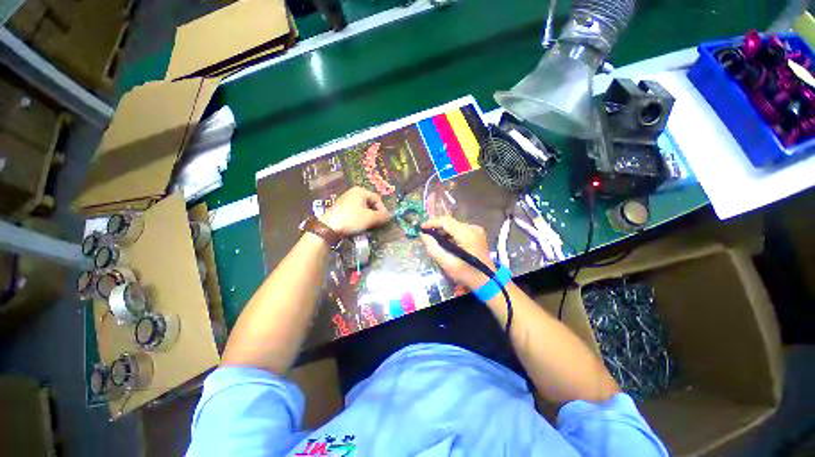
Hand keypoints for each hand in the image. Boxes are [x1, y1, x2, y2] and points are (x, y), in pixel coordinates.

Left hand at [321, 187, 390, 235]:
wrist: (328, 227)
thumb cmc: (351, 219)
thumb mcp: (369, 218)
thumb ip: (382, 216)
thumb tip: (391, 216)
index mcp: (360, 191)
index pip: (377, 199)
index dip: (383, 210)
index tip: (384, 220)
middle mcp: (353, 192)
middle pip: (370, 203)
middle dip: (375, 213)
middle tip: (377, 223)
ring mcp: (346, 199)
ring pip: (363, 208)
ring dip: (368, 216)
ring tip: (369, 226)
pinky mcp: (341, 208)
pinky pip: (355, 211)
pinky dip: (360, 217)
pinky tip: (359, 225)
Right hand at [420, 216, 495, 289]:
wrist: (488, 281)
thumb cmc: (467, 274)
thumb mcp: (447, 263)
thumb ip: (433, 248)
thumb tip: (423, 235)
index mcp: (467, 234)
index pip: (446, 221)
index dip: (432, 222)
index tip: (421, 228)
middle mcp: (473, 228)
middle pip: (450, 222)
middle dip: (436, 227)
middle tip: (426, 235)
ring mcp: (476, 230)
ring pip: (454, 225)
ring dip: (443, 231)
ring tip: (434, 240)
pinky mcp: (477, 233)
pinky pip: (460, 229)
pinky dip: (450, 234)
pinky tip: (446, 242)